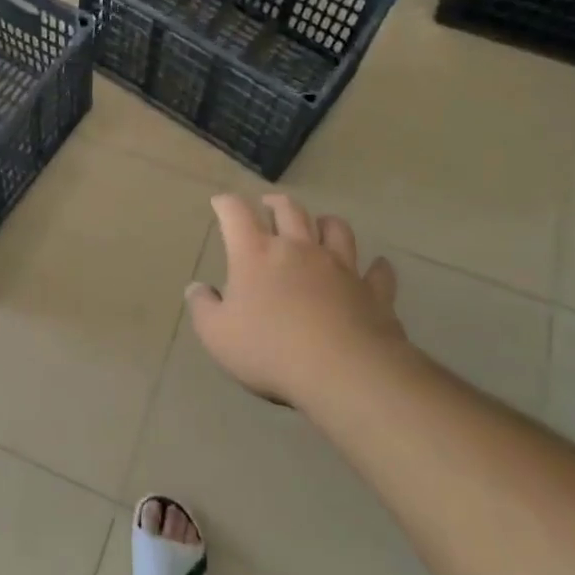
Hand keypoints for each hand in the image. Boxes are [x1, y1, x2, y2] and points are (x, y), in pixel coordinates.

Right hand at [186, 193, 406, 408]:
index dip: (226, 203)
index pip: (236, 214)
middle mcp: (298, 249)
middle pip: (290, 211)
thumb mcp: (217, 335)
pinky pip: (378, 272)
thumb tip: (196, 288)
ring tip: (319, 225)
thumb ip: (203, 307)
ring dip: (325, 223)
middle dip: (276, 203)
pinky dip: (375, 267)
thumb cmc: (269, 350)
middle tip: (269, 205)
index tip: (220, 202)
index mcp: (256, 254)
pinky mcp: (373, 292)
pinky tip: (375, 267)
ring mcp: (340, 267)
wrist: (343, 372)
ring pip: (336, 230)